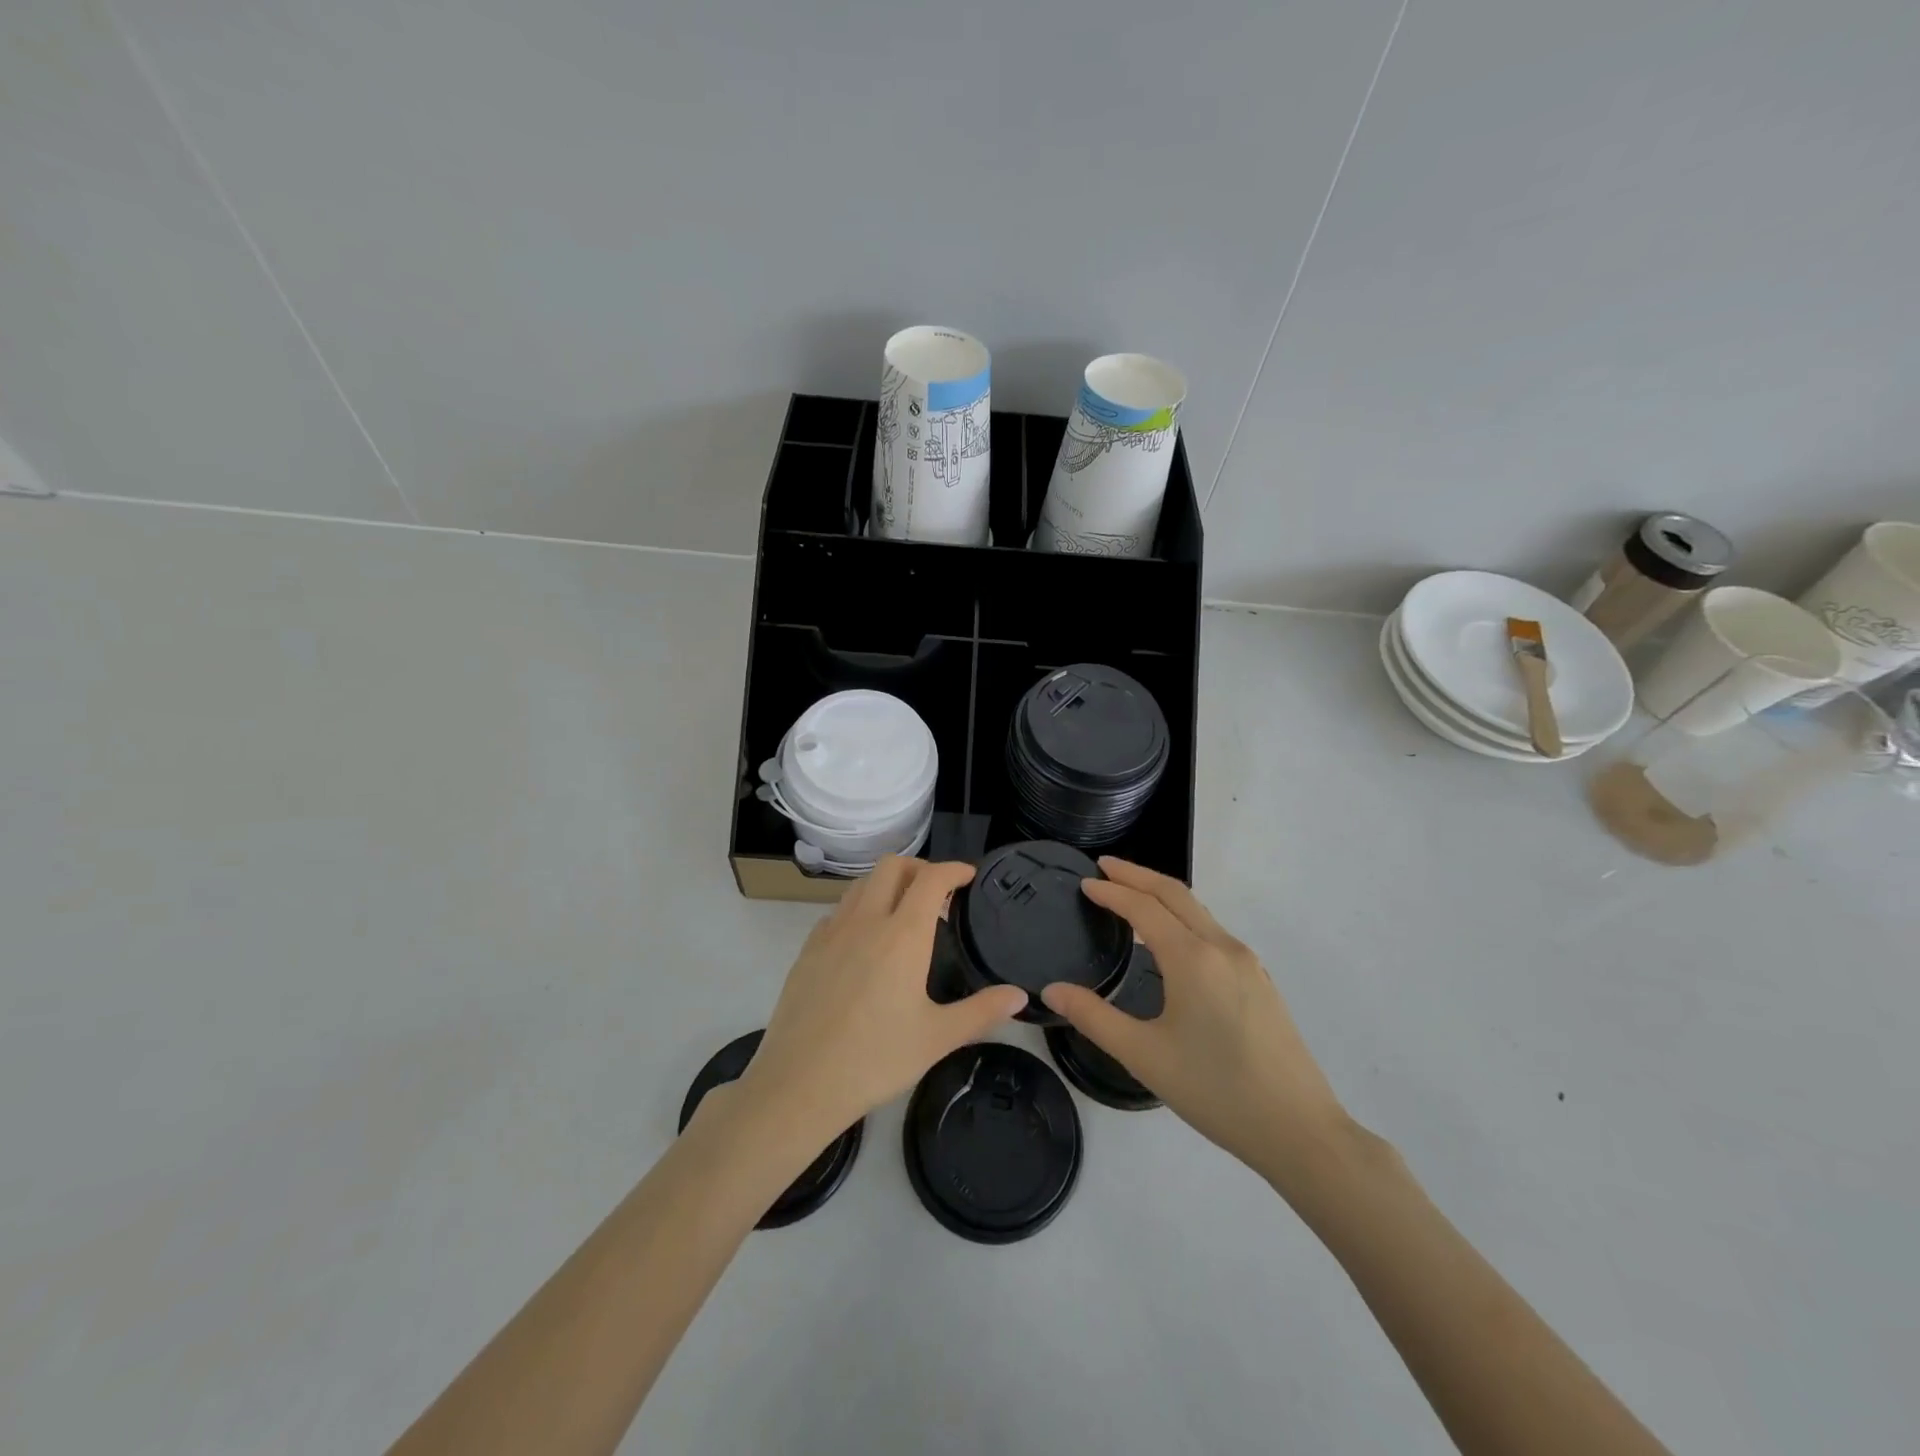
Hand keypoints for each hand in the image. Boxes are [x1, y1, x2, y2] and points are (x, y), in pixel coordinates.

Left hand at [737, 857, 1029, 1145]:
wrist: (799, 1083)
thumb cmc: (876, 1059)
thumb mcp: (938, 1038)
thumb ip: (982, 1011)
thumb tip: (1020, 995)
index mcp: (903, 935)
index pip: (931, 879)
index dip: (953, 869)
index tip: (968, 877)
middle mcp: (866, 921)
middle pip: (891, 866)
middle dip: (919, 867)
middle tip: (938, 893)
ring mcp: (831, 932)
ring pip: (861, 884)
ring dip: (887, 884)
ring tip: (903, 912)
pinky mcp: (807, 950)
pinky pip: (838, 911)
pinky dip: (859, 909)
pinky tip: (865, 942)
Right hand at [1041, 858, 1350, 1184]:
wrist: (1299, 1131)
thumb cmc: (1215, 1091)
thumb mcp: (1144, 1056)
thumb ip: (1094, 1017)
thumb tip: (1052, 991)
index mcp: (1192, 958)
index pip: (1144, 907)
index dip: (1112, 891)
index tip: (1084, 882)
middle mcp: (1222, 948)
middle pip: (1175, 894)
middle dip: (1138, 875)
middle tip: (1105, 867)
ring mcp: (1247, 964)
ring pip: (1199, 912)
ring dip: (1162, 896)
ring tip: (1131, 897)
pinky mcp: (1260, 982)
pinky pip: (1214, 933)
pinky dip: (1184, 919)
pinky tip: (1172, 943)